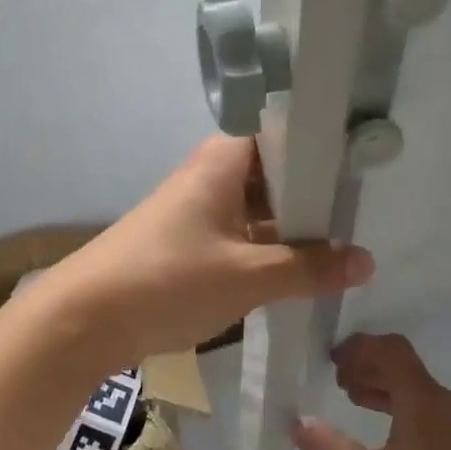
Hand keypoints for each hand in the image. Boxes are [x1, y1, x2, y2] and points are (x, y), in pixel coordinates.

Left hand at [44, 137, 374, 368]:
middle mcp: (209, 174)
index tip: (362, 163)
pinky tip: (296, 271)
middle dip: (313, 194)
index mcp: (223, 161)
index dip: (321, 144)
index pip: (281, 131)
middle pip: (272, 172)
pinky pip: (237, 233)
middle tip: (363, 212)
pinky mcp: (185, 242)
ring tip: (342, 244)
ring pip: (256, 207)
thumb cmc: (169, 280)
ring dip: (290, 226)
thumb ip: (308, 269)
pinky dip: (265, 248)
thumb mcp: (248, 277)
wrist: (84, 318)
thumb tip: (366, 262)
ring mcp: (195, 209)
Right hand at [293, 334, 450, 449]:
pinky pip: (432, 411)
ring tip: (356, 402)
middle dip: (369, 367)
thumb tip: (297, 423)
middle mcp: (447, 402)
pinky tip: (390, 438)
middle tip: (338, 382)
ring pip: (419, 390)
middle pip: (404, 366)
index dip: (360, 347)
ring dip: (385, 389)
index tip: (332, 360)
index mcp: (422, 399)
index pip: (390, 349)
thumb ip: (332, 449)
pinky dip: (404, 409)